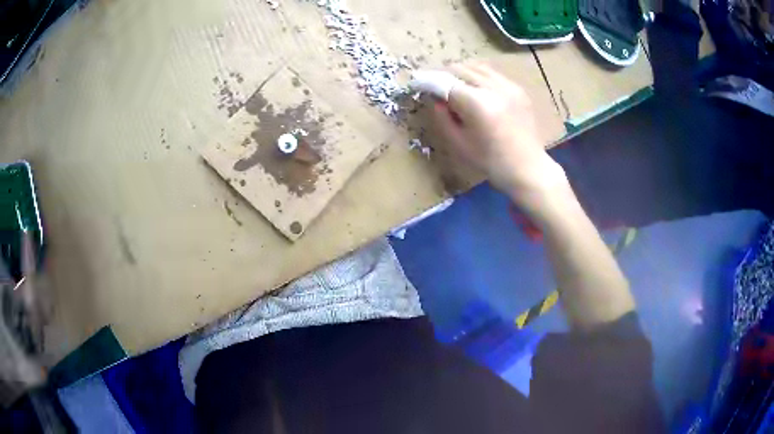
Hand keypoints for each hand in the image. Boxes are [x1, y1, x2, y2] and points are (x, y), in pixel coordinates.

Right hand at [428, 63, 567, 215]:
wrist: (528, 168)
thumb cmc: (491, 162)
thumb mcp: (458, 143)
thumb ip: (442, 117)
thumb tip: (435, 98)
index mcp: (477, 104)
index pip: (445, 82)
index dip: (428, 81)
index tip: (416, 82)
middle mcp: (493, 88)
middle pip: (460, 69)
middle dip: (443, 75)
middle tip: (435, 86)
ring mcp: (508, 86)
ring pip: (476, 67)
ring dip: (461, 72)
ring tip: (454, 85)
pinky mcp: (518, 88)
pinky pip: (492, 73)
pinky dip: (478, 76)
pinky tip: (475, 88)